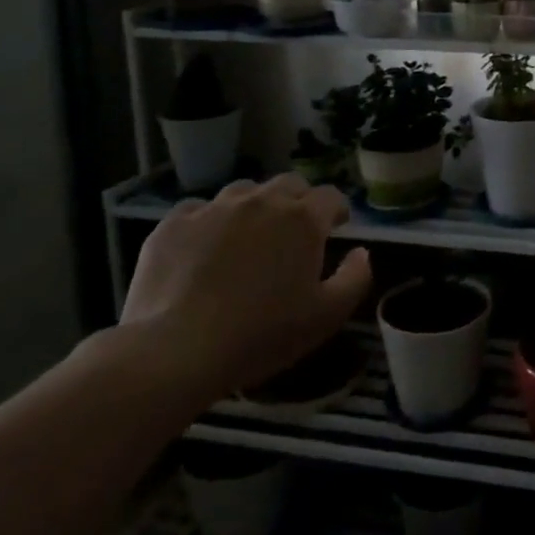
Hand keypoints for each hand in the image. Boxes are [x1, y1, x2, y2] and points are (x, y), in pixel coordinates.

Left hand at [120, 174, 371, 402]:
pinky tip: (205, 247)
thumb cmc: (262, 334)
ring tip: (249, 235)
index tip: (337, 226)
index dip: (337, 209)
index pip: (330, 196)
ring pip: (244, 191)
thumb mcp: (327, 315)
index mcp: (302, 218)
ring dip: (255, 206)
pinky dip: (209, 221)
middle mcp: (262, 201)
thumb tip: (361, 252)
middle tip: (295, 230)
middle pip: (289, 184)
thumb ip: (356, 277)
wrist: (177, 351)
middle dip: (298, 200)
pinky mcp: (173, 224)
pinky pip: (198, 210)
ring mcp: (214, 209)